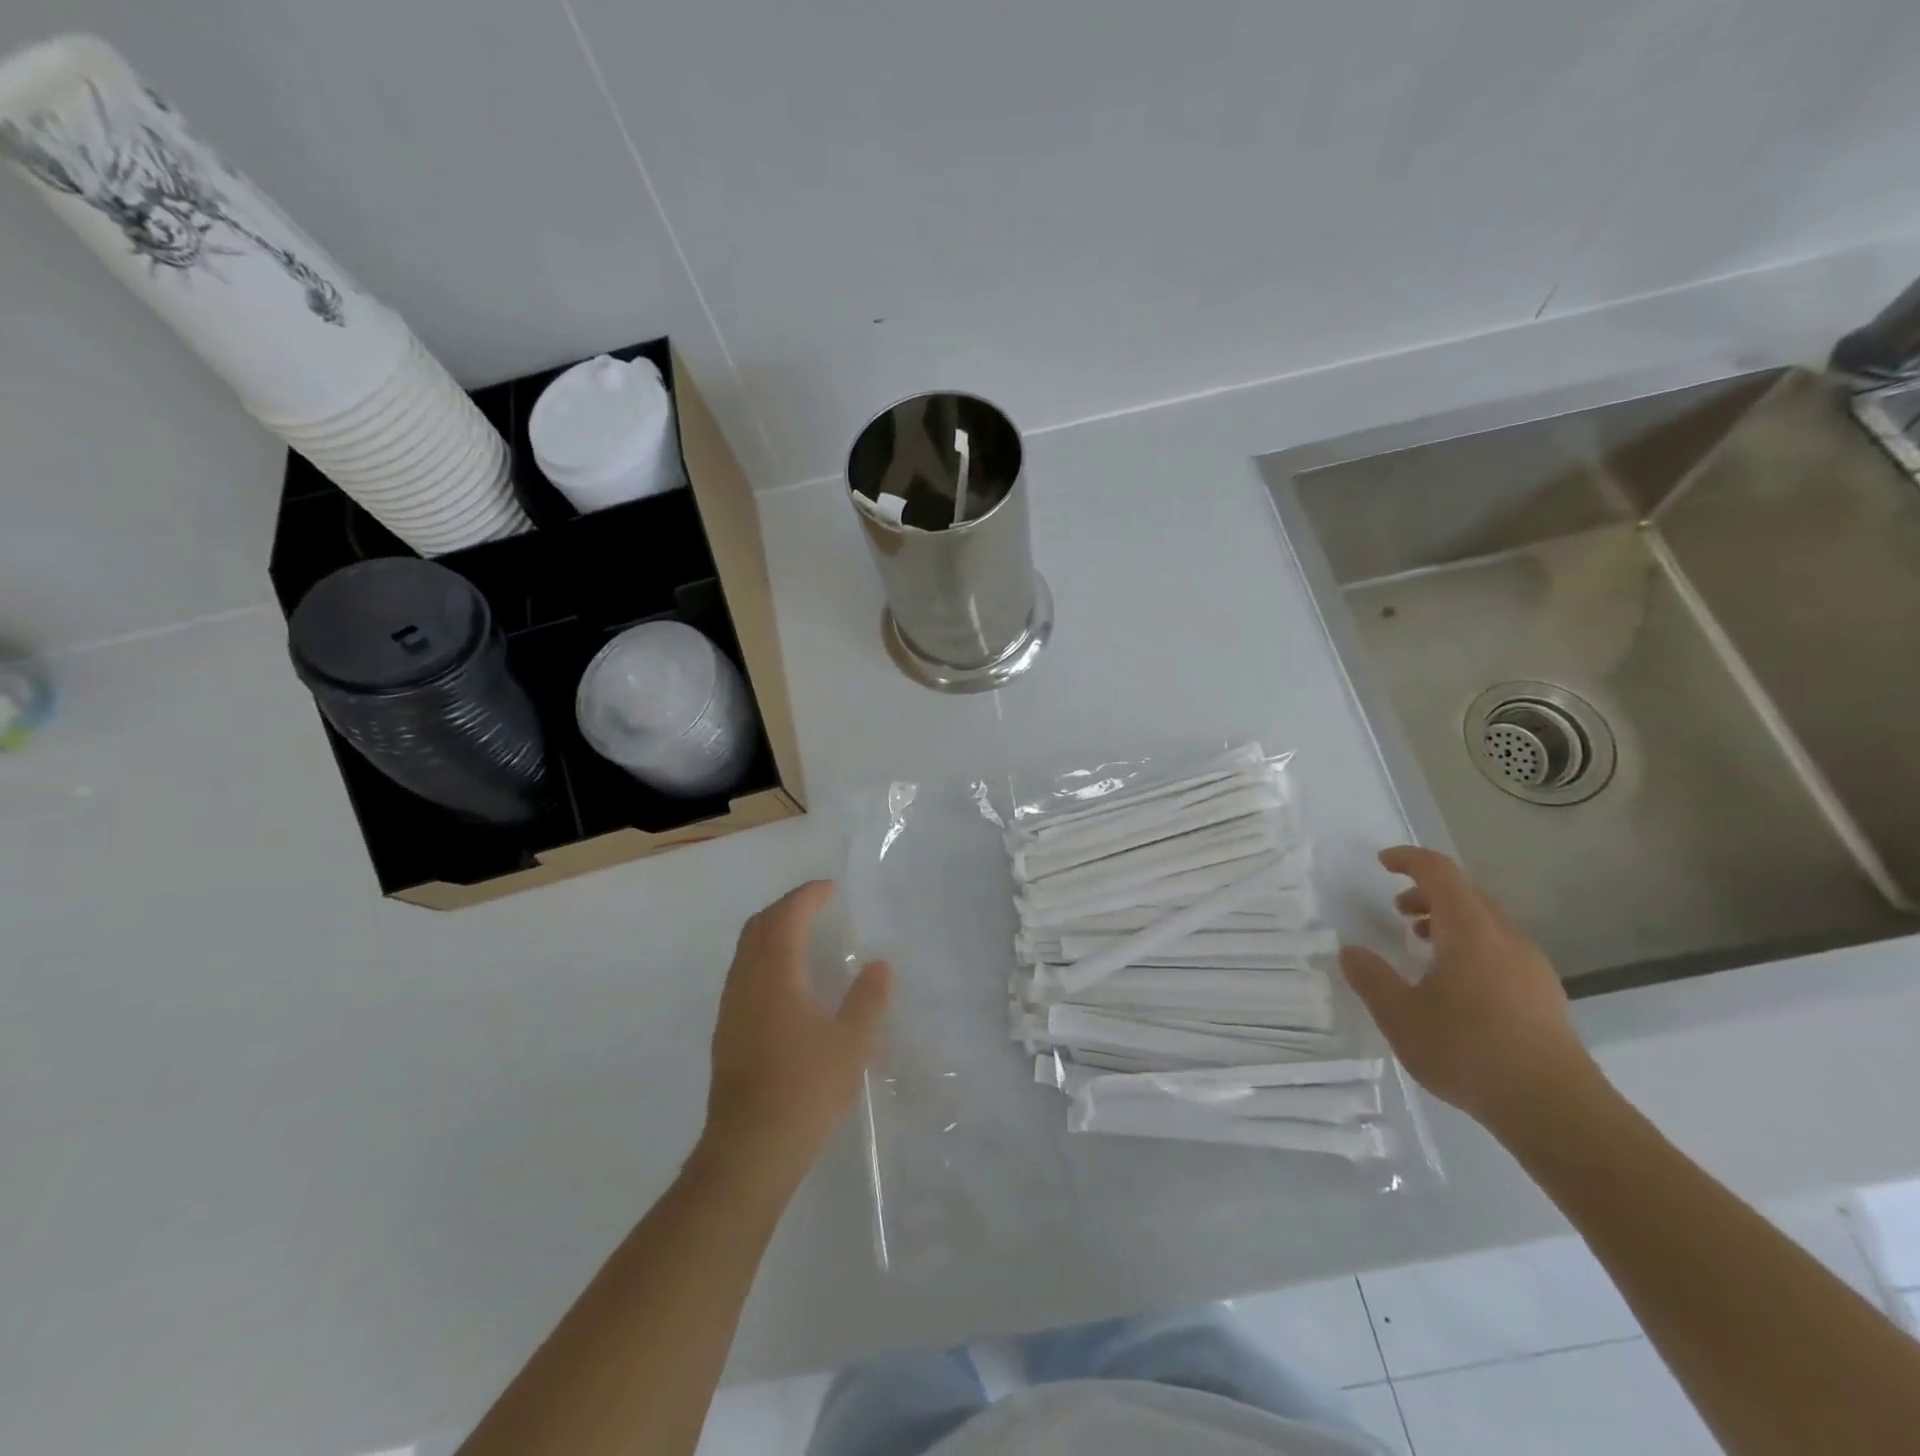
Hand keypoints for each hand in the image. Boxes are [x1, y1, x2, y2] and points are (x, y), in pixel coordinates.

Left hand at [698, 881, 891, 1196]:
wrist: (749, 1152)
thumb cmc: (805, 1091)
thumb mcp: (852, 1044)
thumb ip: (868, 999)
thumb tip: (878, 965)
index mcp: (775, 977)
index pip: (786, 918)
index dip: (807, 896)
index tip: (830, 889)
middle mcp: (745, 984)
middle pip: (758, 927)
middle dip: (786, 908)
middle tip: (816, 905)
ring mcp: (731, 1009)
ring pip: (745, 952)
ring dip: (772, 932)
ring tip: (803, 936)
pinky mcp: (726, 1034)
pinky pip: (742, 974)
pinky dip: (764, 958)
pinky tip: (786, 982)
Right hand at [1339, 846, 1595, 1129]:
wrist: (1555, 1110)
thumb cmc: (1468, 1051)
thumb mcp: (1400, 1016)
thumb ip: (1371, 979)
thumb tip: (1351, 952)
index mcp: (1470, 930)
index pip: (1440, 872)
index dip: (1409, 859)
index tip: (1381, 863)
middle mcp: (1506, 938)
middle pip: (1467, 894)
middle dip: (1427, 893)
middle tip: (1396, 912)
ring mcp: (1532, 967)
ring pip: (1487, 923)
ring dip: (1450, 922)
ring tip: (1422, 947)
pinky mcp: (1545, 995)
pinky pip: (1502, 949)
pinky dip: (1471, 946)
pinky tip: (1455, 985)